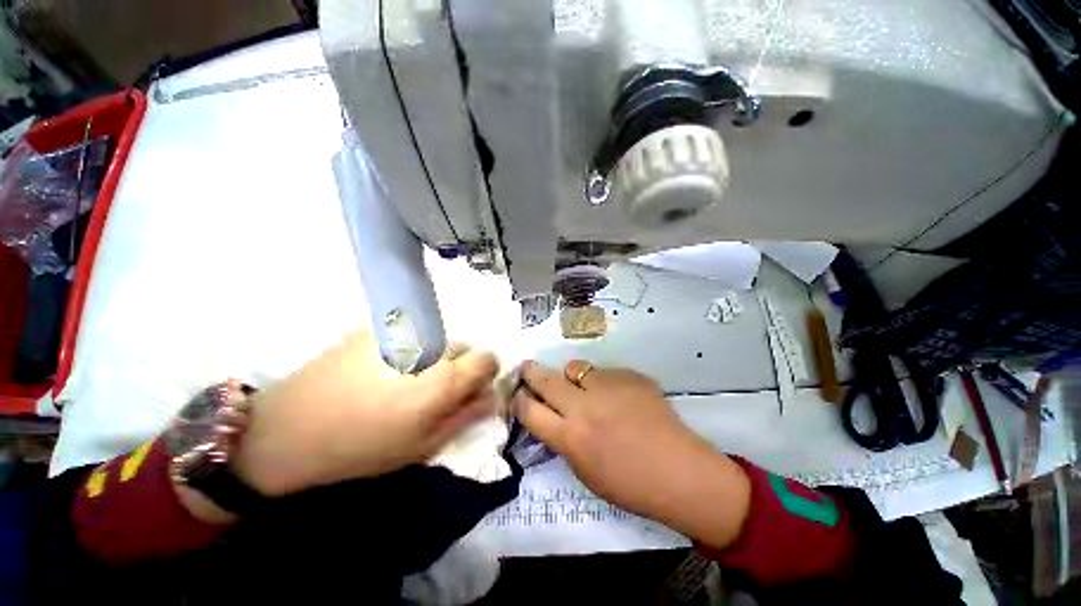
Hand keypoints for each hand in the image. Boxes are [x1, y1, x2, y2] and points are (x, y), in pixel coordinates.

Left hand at [234, 330, 497, 496]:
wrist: (290, 428)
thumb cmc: (363, 447)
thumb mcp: (422, 445)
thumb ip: (465, 416)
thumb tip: (491, 397)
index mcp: (444, 377)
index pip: (488, 358)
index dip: (483, 374)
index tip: (468, 389)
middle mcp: (430, 346)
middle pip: (465, 346)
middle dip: (459, 365)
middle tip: (432, 389)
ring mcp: (403, 332)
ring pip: (439, 338)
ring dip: (435, 356)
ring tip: (405, 379)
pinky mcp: (378, 326)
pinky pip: (412, 333)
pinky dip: (411, 348)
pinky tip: (383, 368)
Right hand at [513, 360, 749, 547]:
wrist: (680, 471)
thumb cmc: (630, 484)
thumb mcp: (584, 471)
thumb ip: (563, 438)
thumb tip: (551, 415)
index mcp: (570, 436)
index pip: (529, 409)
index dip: (518, 400)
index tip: (516, 395)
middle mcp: (584, 406)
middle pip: (545, 379)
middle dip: (531, 372)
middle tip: (525, 366)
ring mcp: (608, 386)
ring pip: (576, 367)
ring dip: (572, 376)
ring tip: (582, 386)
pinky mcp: (629, 375)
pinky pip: (606, 372)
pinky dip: (604, 382)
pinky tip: (619, 396)